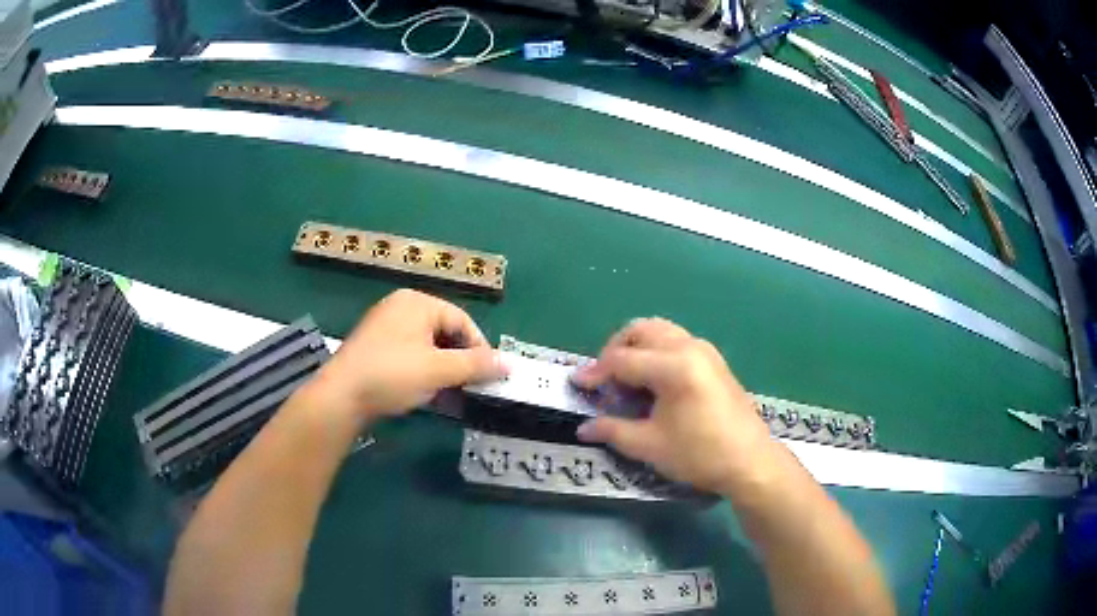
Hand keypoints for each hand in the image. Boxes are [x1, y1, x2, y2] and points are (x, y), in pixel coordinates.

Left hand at [302, 289, 505, 423]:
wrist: (340, 397)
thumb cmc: (392, 375)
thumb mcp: (438, 370)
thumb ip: (475, 365)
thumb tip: (509, 364)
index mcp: (417, 302)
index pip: (462, 320)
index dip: (480, 348)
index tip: (489, 376)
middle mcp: (401, 307)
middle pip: (445, 331)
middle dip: (461, 360)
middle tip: (471, 386)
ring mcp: (386, 326)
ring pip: (428, 345)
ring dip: (444, 369)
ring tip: (451, 393)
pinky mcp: (376, 347)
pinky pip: (410, 354)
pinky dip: (424, 371)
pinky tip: (426, 392)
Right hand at [572, 318, 777, 494]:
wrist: (749, 462)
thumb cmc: (699, 454)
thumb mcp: (650, 445)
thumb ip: (613, 430)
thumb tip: (583, 428)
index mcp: (674, 366)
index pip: (622, 359)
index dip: (596, 372)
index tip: (578, 385)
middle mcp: (689, 347)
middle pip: (641, 330)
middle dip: (616, 349)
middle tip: (605, 380)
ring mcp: (705, 350)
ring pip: (660, 331)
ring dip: (637, 347)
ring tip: (627, 379)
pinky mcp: (714, 360)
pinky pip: (676, 341)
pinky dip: (656, 351)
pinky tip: (654, 382)